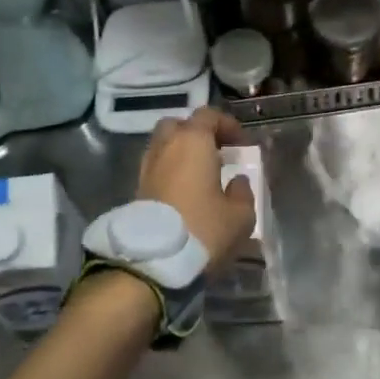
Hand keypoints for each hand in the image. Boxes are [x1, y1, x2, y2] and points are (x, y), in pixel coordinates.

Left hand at [137, 108, 256, 274]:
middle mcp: (166, 147)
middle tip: (215, 151)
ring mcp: (147, 168)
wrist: (153, 262)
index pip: (208, 116)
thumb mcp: (240, 215)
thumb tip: (236, 181)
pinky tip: (184, 192)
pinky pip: (156, 168)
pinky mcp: (136, 190)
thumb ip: (243, 192)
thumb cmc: (203, 229)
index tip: (240, 143)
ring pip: (163, 146)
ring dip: (180, 153)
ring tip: (200, 174)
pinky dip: (170, 171)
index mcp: (193, 142)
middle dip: (196, 133)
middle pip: (178, 125)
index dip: (226, 124)